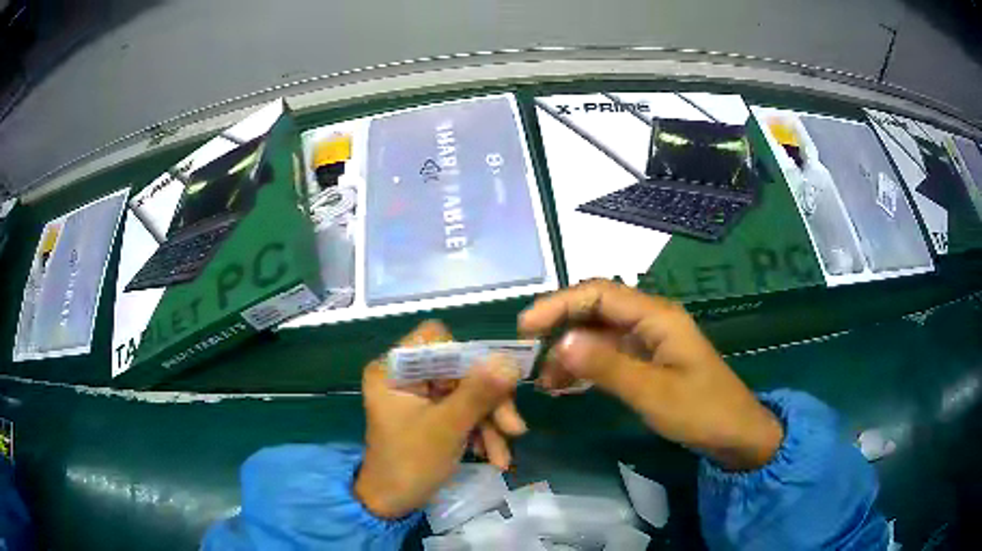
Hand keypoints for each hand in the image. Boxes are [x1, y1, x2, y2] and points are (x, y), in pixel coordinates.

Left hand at [354, 321, 524, 518]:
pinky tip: (493, 456)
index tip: (496, 383)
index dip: (468, 356)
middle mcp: (405, 375)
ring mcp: (419, 396)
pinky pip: (463, 411)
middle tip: (513, 428)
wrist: (392, 504)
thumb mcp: (447, 428)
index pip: (436, 337)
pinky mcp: (431, 414)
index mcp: (394, 369)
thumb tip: (509, 360)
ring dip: (490, 422)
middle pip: (459, 368)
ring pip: (467, 392)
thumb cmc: (409, 464)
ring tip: (502, 454)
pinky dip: (480, 432)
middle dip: (489, 401)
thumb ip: (479, 393)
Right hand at [519, 280, 782, 470]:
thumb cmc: (701, 411)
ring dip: (570, 350)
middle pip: (596, 309)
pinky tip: (566, 385)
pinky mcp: (648, 362)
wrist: (736, 434)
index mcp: (656, 316)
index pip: (599, 294)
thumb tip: (560, 343)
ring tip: (543, 379)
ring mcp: (649, 342)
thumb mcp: (653, 392)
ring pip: (599, 334)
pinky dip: (585, 366)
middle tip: (526, 353)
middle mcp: (650, 321)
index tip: (525, 328)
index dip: (559, 304)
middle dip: (560, 326)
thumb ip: (607, 367)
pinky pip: (609, 355)